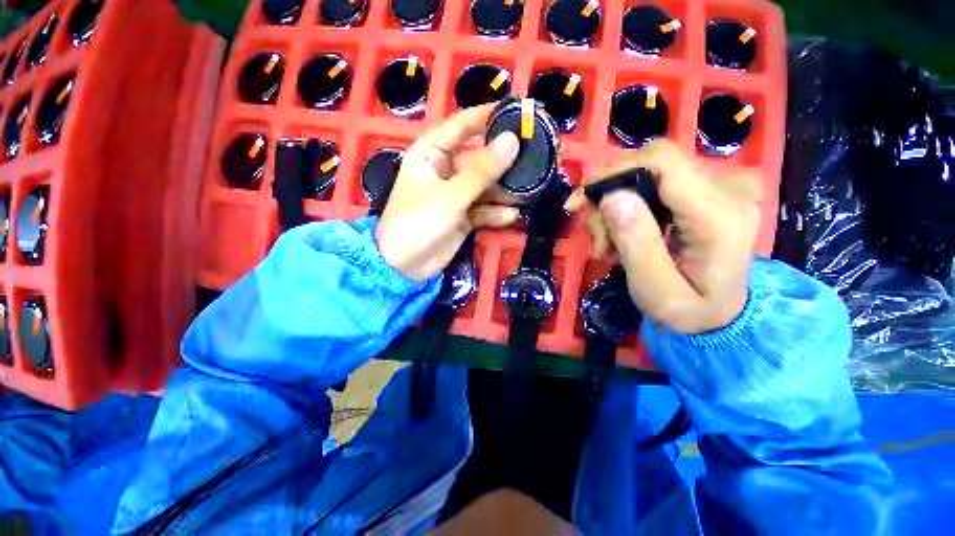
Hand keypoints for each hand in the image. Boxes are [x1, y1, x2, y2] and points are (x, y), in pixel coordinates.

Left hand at [376, 104, 520, 280]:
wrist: (404, 266)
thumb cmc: (417, 222)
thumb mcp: (450, 195)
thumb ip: (482, 171)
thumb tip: (512, 141)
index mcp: (433, 153)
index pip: (464, 124)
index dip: (491, 115)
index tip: (522, 112)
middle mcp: (446, 169)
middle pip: (481, 157)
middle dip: (505, 160)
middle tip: (536, 157)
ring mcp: (456, 194)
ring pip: (486, 185)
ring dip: (505, 190)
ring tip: (529, 190)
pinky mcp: (464, 216)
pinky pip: (485, 209)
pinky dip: (497, 212)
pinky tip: (512, 216)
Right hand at [567, 141, 761, 333]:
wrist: (721, 315)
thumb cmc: (688, 312)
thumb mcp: (655, 291)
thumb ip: (637, 243)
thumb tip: (612, 196)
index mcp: (720, 214)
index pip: (661, 162)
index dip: (613, 173)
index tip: (580, 202)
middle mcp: (729, 187)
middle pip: (650, 165)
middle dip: (609, 196)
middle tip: (595, 237)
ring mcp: (722, 184)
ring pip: (648, 171)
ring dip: (616, 204)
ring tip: (607, 243)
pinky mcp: (710, 187)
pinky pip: (657, 180)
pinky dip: (630, 203)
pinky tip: (622, 232)